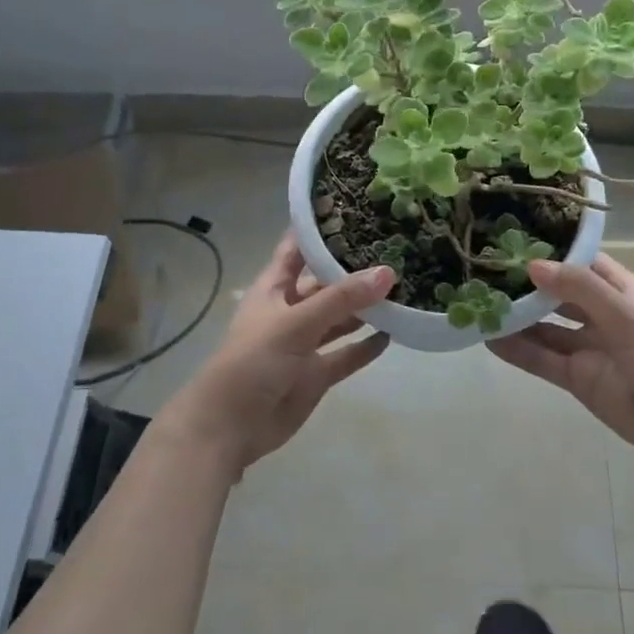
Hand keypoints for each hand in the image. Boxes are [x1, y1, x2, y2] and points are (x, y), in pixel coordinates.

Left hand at [162, 235, 392, 476]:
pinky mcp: (316, 374)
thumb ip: (341, 299)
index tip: (355, 207)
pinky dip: (366, 347)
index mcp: (275, 288)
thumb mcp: (295, 323)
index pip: (298, 248)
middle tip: (395, 249)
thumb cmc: (252, 361)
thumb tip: (388, 272)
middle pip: (326, 283)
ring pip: (340, 319)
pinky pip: (346, 355)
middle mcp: (291, 310)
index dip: (321, 229)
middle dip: (355, 269)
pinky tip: (394, 333)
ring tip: (403, 288)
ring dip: (365, 308)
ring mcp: (304, 344)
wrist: (229, 427)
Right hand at [487, 254, 633, 470]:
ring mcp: (587, 346)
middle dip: (526, 284)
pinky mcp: (577, 378)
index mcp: (621, 290)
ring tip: (478, 305)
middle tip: (484, 271)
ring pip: (545, 327)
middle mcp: (601, 313)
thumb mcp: (627, 317)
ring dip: (517, 318)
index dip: (552, 250)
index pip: (581, 260)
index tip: (512, 238)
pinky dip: (518, 350)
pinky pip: (542, 359)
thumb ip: (581, 290)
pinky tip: (489, 340)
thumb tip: (533, 265)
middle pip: (557, 293)